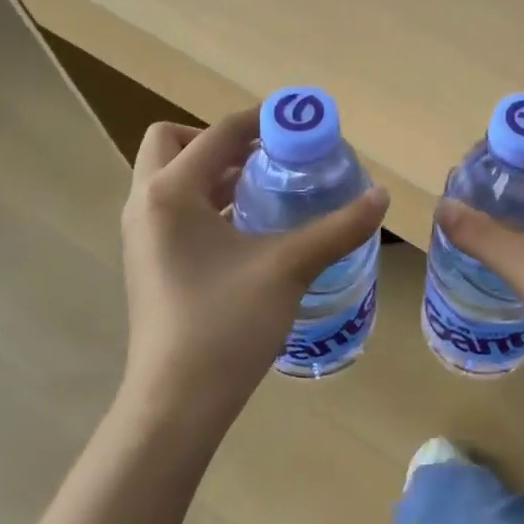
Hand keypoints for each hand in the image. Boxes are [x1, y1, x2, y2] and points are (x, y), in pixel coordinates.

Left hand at [119, 111, 388, 432]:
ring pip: (173, 179)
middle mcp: (145, 204)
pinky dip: (208, 204)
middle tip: (267, 158)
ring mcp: (142, 236)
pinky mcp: (150, 262)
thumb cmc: (226, 325)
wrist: (176, 403)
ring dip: (215, 173)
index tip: (301, 123)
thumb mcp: (288, 268)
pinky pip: (175, 210)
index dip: (261, 120)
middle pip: (174, 142)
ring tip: (267, 188)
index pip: (217, 133)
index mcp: (170, 192)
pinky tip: (250, 230)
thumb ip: (337, 228)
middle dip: (220, 141)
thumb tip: (381, 197)